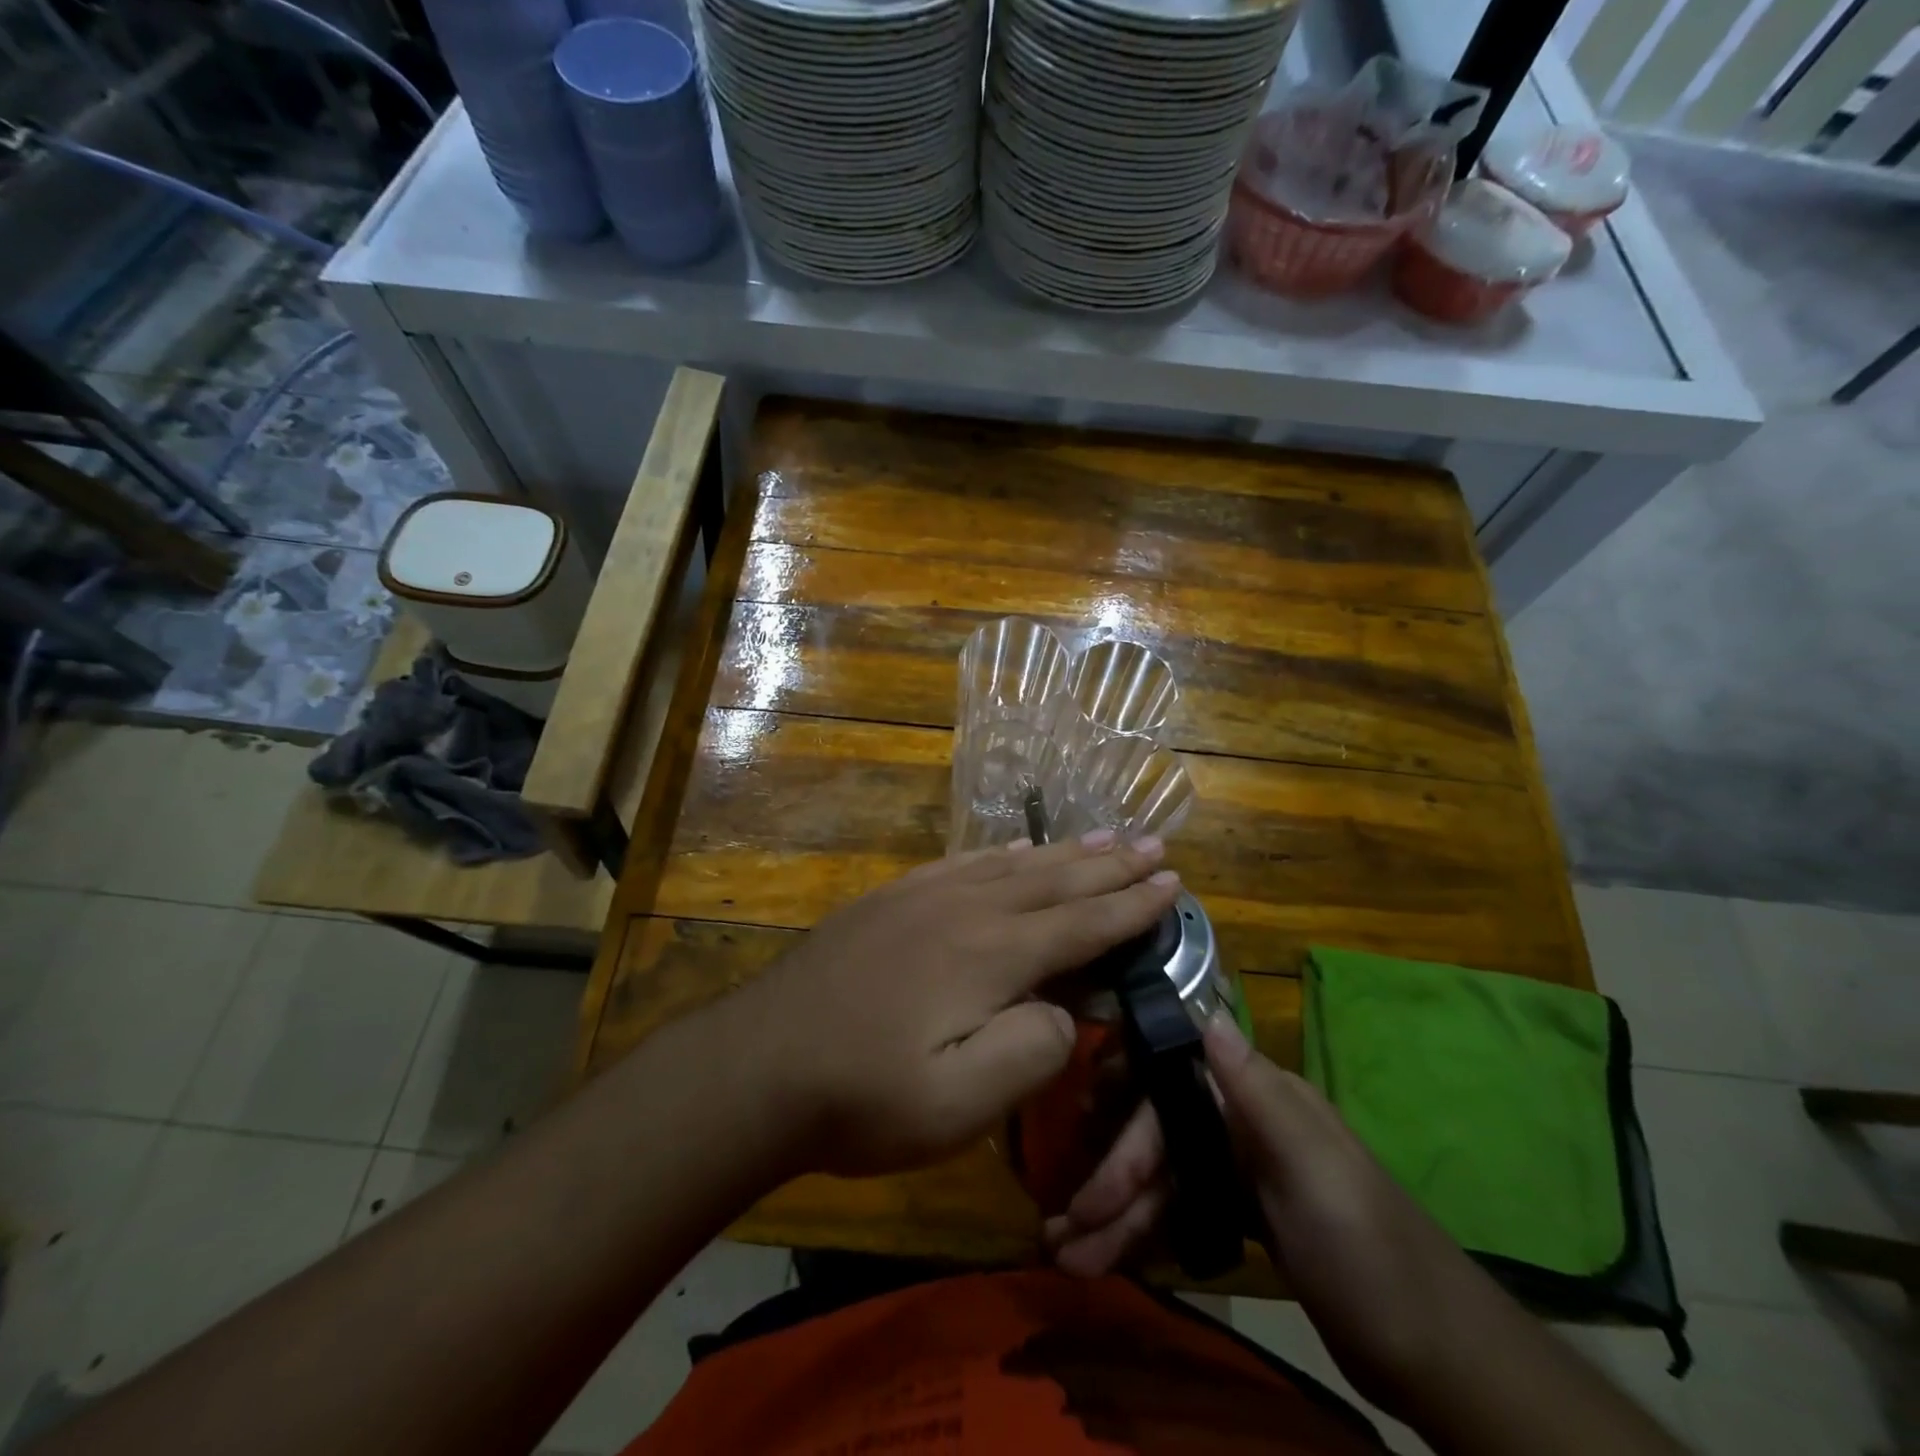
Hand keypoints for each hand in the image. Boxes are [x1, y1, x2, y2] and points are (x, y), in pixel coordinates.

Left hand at [723, 831, 1181, 1178]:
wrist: (759, 1064)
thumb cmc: (862, 1097)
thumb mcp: (959, 1105)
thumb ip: (1030, 1051)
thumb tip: (1065, 1010)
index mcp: (991, 955)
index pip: (1081, 924)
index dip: (1131, 905)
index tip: (1172, 882)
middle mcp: (965, 910)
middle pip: (1054, 880)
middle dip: (1109, 864)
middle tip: (1154, 843)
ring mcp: (922, 897)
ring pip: (1012, 865)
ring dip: (1063, 852)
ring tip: (1103, 836)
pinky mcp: (889, 900)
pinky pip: (962, 863)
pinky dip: (1001, 855)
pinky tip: (1013, 851)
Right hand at [1045, 1013, 1492, 1413]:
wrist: (1441, 1359)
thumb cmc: (1372, 1253)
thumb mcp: (1314, 1170)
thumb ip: (1255, 1091)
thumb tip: (1207, 1011)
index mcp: (1259, 1099)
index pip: (1170, 1086)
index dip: (1123, 1110)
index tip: (1079, 1130)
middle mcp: (1243, 1122)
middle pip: (1158, 1138)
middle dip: (1110, 1182)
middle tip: (1062, 1230)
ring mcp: (1242, 1171)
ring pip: (1163, 1179)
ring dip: (1117, 1216)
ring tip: (1070, 1259)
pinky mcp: (1244, 1215)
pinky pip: (1178, 1211)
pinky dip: (1145, 1232)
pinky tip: (1112, 1255)